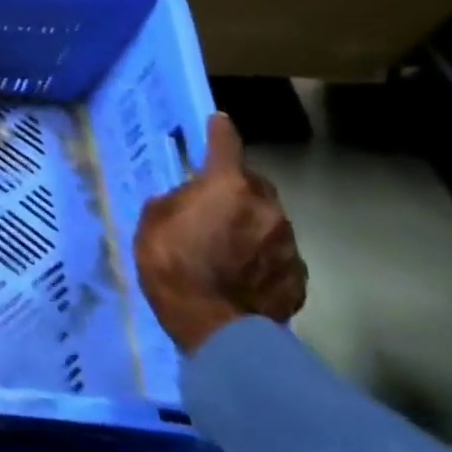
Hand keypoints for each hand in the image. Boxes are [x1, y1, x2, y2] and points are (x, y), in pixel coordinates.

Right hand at [132, 112, 307, 353]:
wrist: (215, 329)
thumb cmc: (173, 265)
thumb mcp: (153, 221)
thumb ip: (177, 200)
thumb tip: (190, 199)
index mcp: (226, 185)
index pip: (226, 143)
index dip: (220, 131)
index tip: (218, 122)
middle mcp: (265, 206)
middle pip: (253, 183)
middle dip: (237, 186)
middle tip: (215, 202)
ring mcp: (287, 243)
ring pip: (269, 219)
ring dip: (251, 223)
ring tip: (229, 244)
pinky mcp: (298, 277)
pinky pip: (278, 254)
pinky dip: (263, 256)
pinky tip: (245, 272)